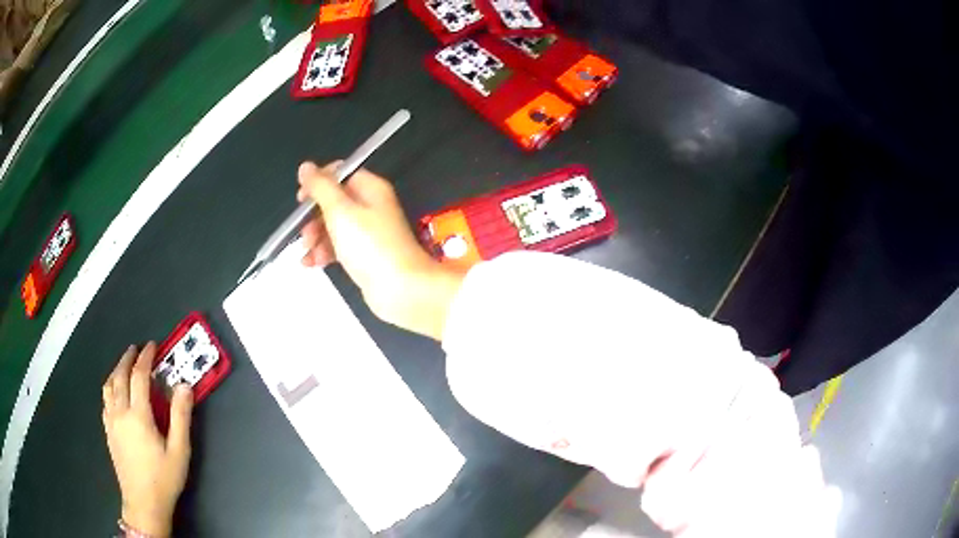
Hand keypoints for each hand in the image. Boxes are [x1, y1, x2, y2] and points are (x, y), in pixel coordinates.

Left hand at [102, 343, 192, 537]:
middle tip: (136, 349)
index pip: (139, 377)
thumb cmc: (164, 478)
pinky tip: (115, 392)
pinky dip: (110, 387)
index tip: (152, 346)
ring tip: (124, 365)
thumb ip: (181, 417)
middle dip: (127, 358)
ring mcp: (111, 422)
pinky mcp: (108, 431)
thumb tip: (184, 386)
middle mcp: (120, 413)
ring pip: (108, 386)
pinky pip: (105, 400)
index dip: (145, 358)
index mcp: (138, 415)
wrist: (143, 503)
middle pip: (120, 376)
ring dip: (116, 370)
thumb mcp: (179, 451)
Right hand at [297, 161, 466, 339]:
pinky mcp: (367, 256)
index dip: (318, 183)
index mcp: (370, 189)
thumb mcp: (340, 211)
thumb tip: (305, 166)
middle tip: (304, 234)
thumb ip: (321, 187)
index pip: (340, 174)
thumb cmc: (370, 246)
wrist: (402, 289)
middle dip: (314, 217)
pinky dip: (325, 253)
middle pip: (335, 202)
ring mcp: (370, 233)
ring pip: (334, 227)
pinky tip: (311, 264)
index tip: (301, 199)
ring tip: (307, 253)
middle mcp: (372, 207)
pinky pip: (340, 247)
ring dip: (316, 237)